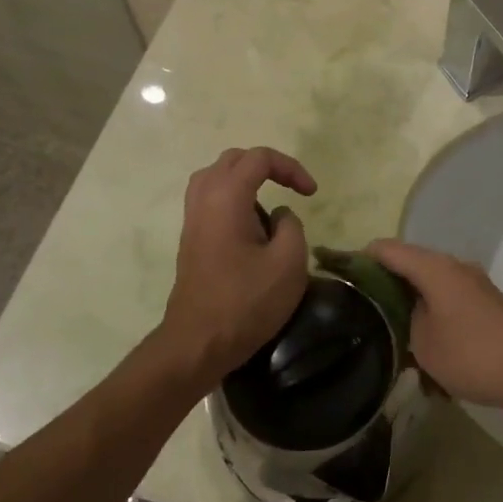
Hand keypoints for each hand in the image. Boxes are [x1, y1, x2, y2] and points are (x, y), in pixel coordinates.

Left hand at [159, 147, 316, 387]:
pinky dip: (233, 201)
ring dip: (246, 183)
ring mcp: (192, 221)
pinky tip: (251, 229)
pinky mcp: (190, 241)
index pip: (259, 158)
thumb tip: (278, 217)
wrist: (198, 343)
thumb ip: (292, 226)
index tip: (311, 194)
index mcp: (227, 197)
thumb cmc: (246, 302)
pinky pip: (209, 201)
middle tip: (291, 188)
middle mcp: (203, 200)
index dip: (290, 167)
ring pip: (215, 179)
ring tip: (269, 209)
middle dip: (266, 167)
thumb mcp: (289, 262)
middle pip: (233, 160)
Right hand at [367, 239, 502, 420]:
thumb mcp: (422, 343)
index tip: (339, 277)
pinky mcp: (486, 304)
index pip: (386, 249)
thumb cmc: (471, 352)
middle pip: (409, 264)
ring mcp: (474, 284)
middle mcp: (454, 266)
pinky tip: (423, 341)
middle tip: (360, 307)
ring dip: (410, 300)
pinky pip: (448, 299)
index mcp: (434, 267)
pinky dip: (431, 311)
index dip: (359, 259)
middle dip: (384, 282)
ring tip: (389, 327)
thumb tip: (402, 312)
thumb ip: (403, 320)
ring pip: (430, 283)